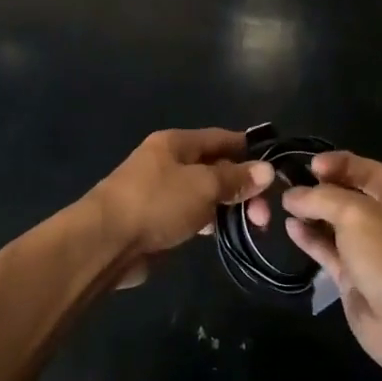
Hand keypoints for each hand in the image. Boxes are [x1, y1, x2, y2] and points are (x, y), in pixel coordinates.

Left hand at [90, 129, 273, 287]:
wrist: (105, 242)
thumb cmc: (157, 202)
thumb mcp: (204, 186)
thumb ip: (236, 179)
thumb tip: (267, 170)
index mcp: (176, 143)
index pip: (220, 138)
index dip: (248, 150)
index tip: (275, 168)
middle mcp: (167, 162)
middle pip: (214, 168)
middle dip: (242, 187)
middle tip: (263, 215)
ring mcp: (159, 191)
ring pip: (204, 193)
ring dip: (227, 206)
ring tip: (252, 226)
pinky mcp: (155, 219)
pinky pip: (190, 214)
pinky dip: (208, 221)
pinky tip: (221, 233)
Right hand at [280, 152, 381, 379]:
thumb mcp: (356, 215)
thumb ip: (322, 198)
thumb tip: (292, 195)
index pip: (368, 171)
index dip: (340, 163)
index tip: (310, 164)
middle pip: (352, 197)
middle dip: (322, 188)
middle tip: (290, 182)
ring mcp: (372, 253)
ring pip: (338, 226)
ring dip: (313, 213)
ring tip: (284, 204)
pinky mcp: (356, 279)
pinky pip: (330, 251)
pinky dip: (311, 239)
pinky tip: (290, 228)